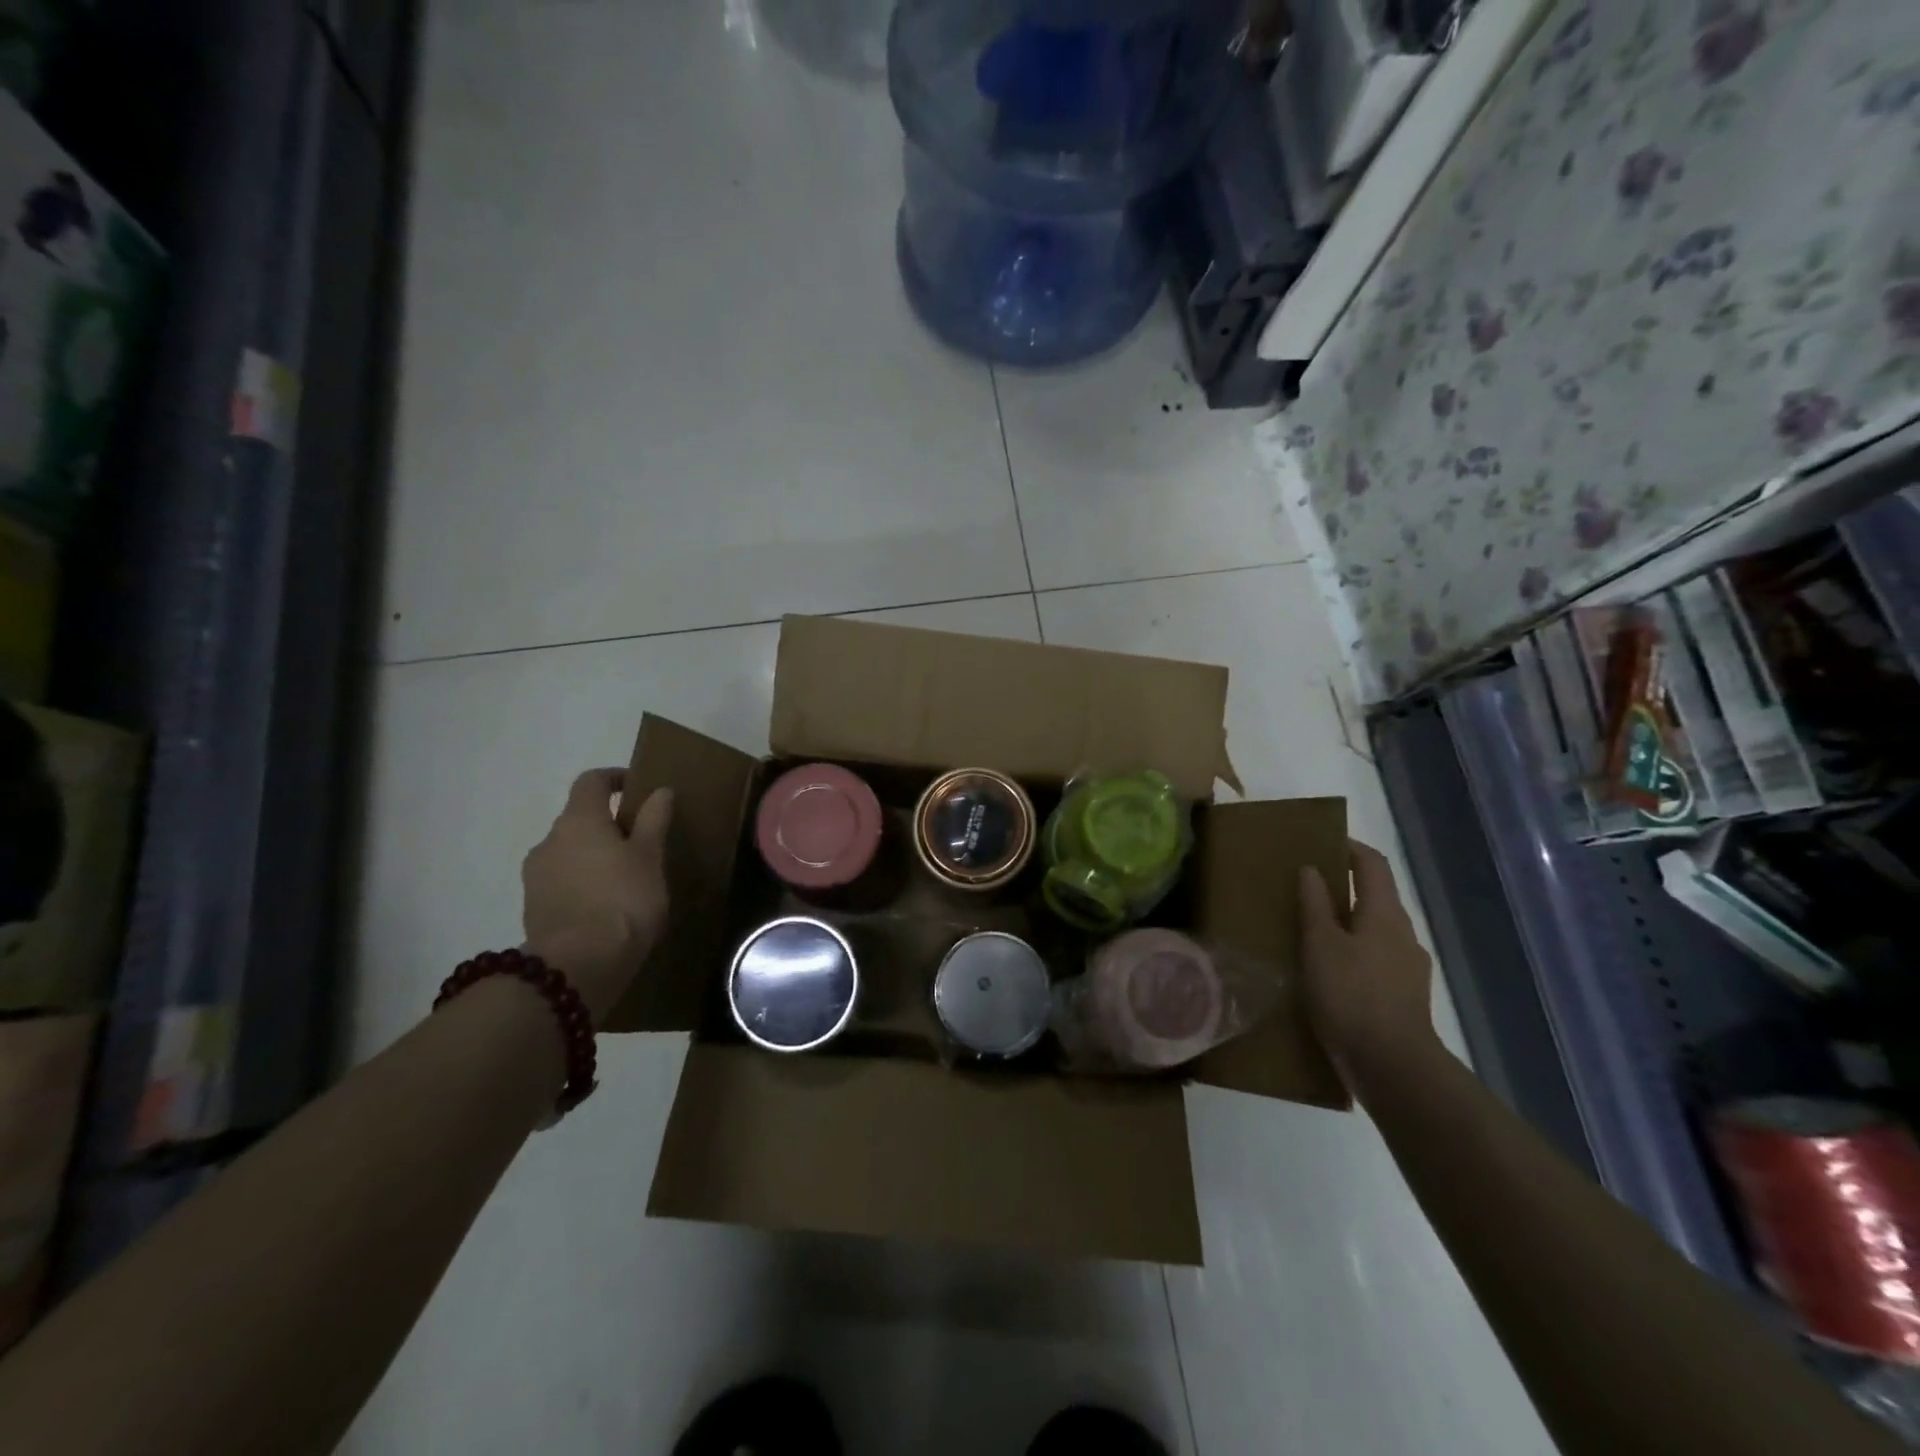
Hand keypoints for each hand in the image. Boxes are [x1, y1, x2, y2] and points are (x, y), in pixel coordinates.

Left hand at [522, 769, 672, 1023]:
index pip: (591, 781)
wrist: (578, 966)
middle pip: (578, 819)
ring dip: (592, 856)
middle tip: (640, 843)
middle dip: (606, 825)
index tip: (638, 787)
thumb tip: (659, 791)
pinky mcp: (533, 909)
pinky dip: (582, 884)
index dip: (615, 778)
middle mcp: (549, 840)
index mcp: (578, 820)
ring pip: (568, 852)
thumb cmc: (623, 900)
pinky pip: (561, 882)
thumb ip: (653, 820)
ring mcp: (536, 876)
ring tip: (624, 879)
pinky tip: (605, 906)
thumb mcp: (649, 858)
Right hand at [1299, 840, 1437, 1094]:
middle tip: (1304, 888)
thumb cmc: (1351, 995)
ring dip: (1346, 923)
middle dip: (1343, 887)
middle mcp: (1403, 934)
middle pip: (1375, 896)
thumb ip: (1315, 904)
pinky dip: (1352, 953)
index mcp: (1385, 914)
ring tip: (1309, 930)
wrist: (1392, 1067)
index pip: (1372, 864)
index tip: (1319, 842)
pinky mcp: (1403, 997)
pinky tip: (1327, 971)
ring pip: (1374, 931)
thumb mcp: (1320, 944)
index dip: (1348, 847)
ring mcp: (1408, 968)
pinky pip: (1374, 960)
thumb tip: (1311, 869)